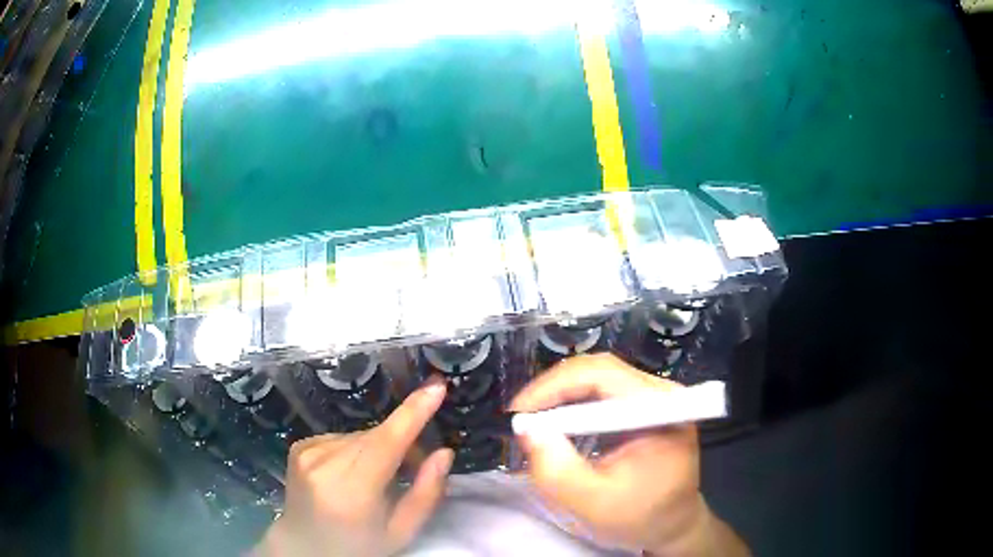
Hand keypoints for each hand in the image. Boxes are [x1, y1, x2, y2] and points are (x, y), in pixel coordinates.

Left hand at [256, 376, 453, 556]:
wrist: (304, 544)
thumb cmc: (358, 545)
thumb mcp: (401, 532)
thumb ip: (426, 494)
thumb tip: (444, 452)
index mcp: (352, 492)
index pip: (386, 443)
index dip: (413, 413)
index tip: (436, 386)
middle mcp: (324, 465)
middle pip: (377, 436)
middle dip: (404, 442)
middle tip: (416, 466)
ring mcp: (307, 452)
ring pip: (361, 435)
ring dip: (379, 447)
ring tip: (379, 476)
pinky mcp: (300, 446)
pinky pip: (342, 436)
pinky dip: (356, 449)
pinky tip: (352, 472)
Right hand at [510, 354, 747, 555]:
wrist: (674, 524)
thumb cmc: (641, 517)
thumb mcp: (594, 503)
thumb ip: (558, 470)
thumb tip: (527, 430)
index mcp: (660, 410)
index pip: (601, 376)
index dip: (553, 387)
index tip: (518, 414)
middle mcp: (661, 393)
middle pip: (599, 370)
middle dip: (553, 390)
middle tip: (521, 418)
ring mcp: (655, 397)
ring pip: (598, 378)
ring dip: (561, 396)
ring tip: (534, 421)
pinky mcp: (645, 406)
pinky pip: (603, 392)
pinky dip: (574, 404)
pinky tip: (558, 424)